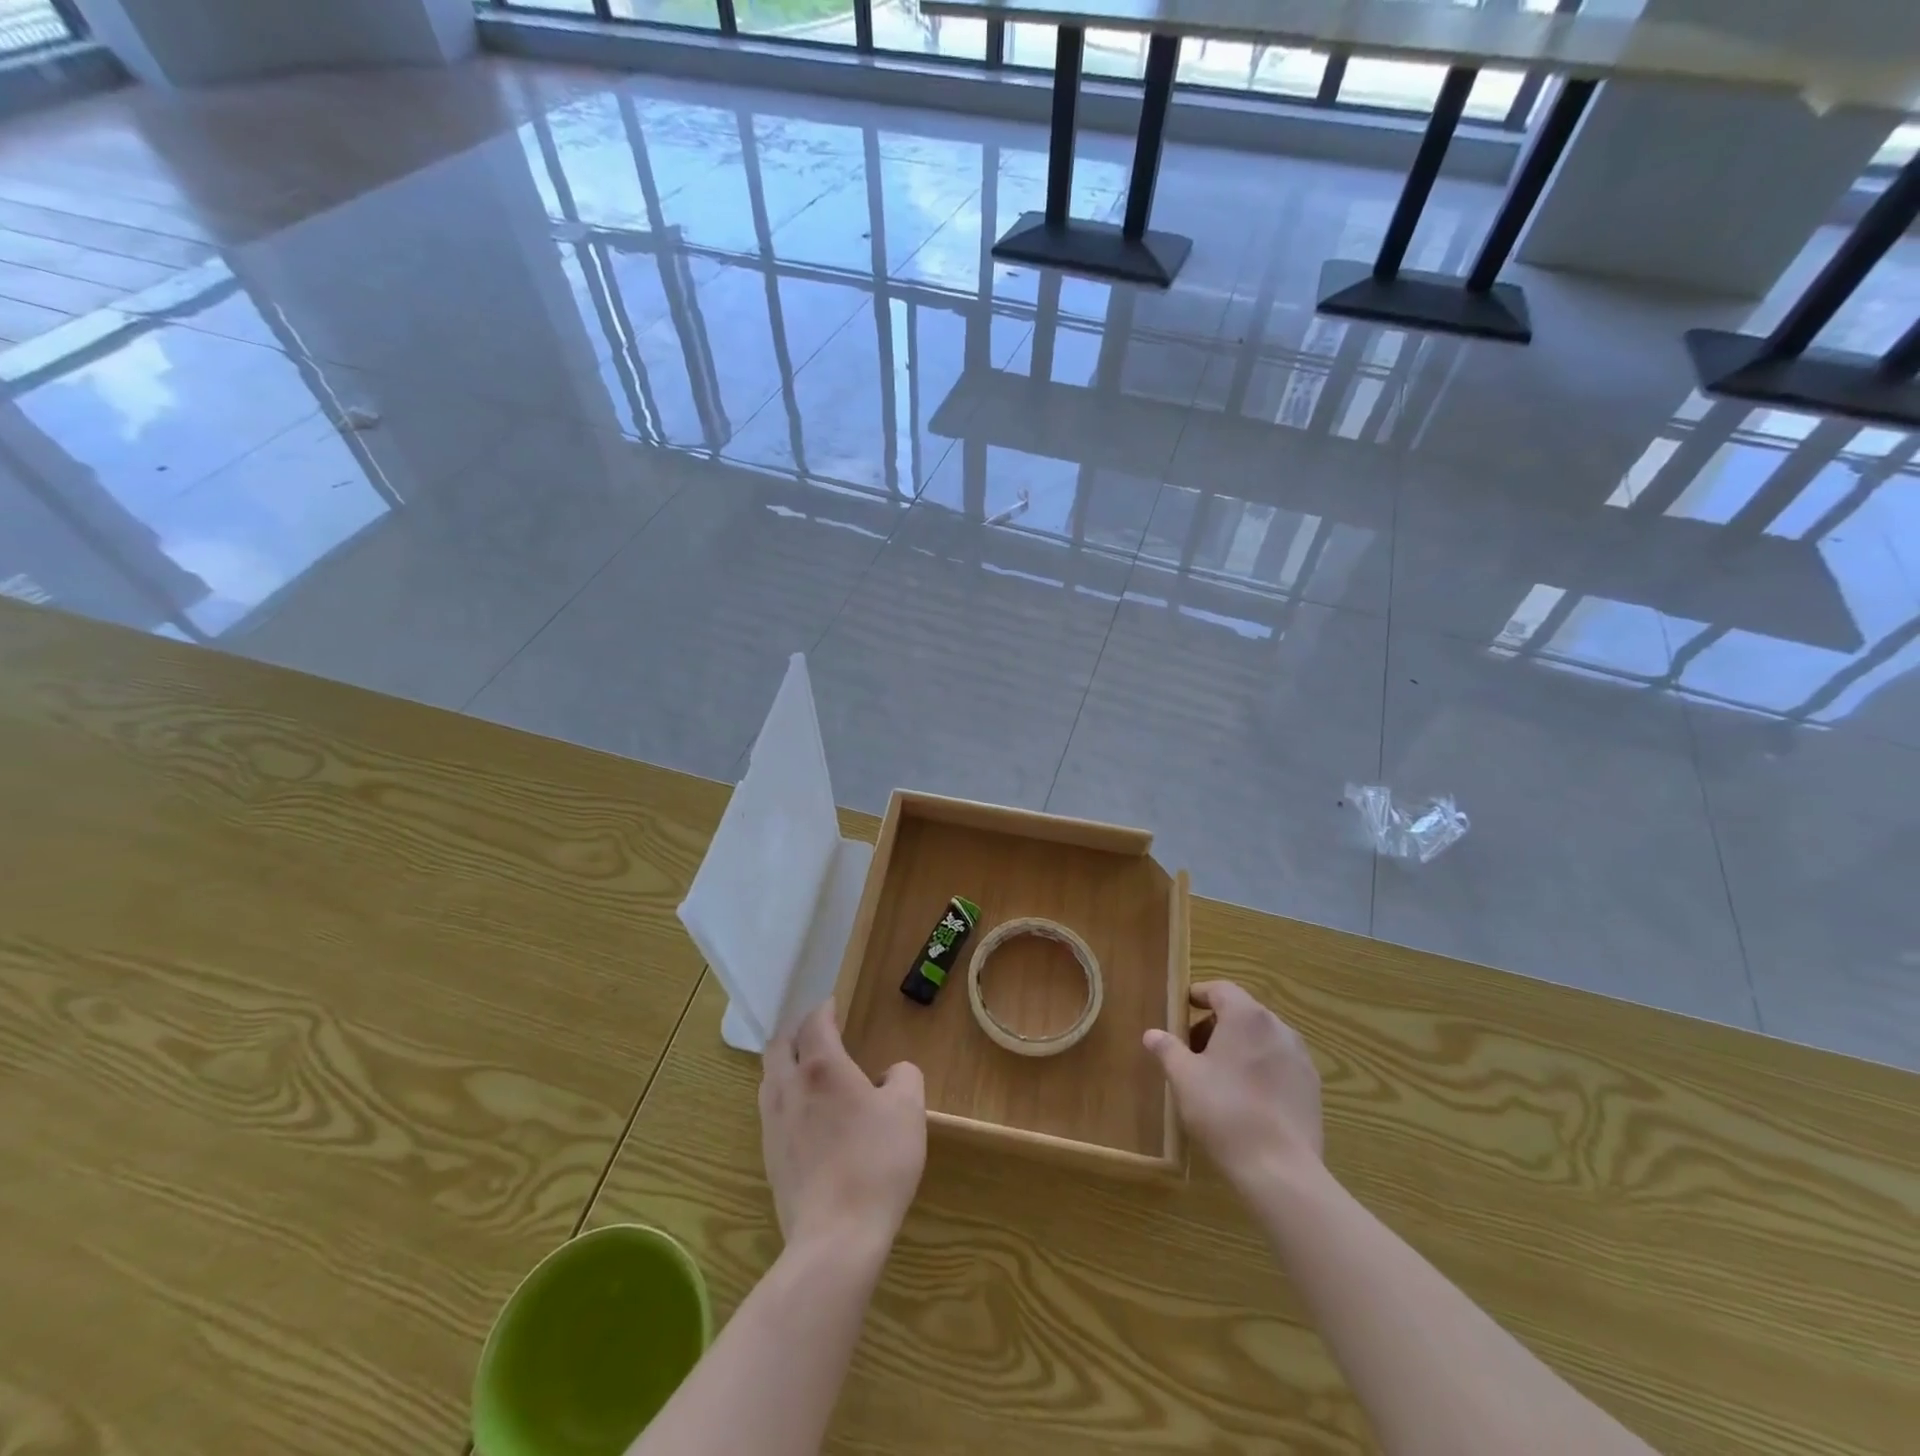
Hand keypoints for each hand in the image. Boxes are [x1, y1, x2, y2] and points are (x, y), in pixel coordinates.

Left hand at [760, 1002, 926, 1255]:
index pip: (815, 1023)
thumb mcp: (909, 1110)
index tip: (833, 1005)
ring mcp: (773, 1123)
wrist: (836, 1237)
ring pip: (768, 1077)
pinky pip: (770, 1109)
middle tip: (816, 1033)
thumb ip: (904, 1076)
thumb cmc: (877, 1163)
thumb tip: (890, 1074)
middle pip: (779, 1045)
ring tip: (807, 1070)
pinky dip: (783, 1096)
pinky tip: (804, 1114)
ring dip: (784, 1063)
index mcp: (823, 1067)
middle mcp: (790, 1087)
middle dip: (796, 1031)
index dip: (824, 1009)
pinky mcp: (769, 1156)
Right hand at [1144, 981, 1322, 1191]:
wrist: (1281, 1169)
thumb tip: (1152, 1033)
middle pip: (1242, 1012)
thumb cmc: (1224, 1111)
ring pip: (1263, 1038)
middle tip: (1193, 1049)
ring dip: (1240, 1046)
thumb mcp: (1184, 1078)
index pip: (1220, 989)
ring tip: (1219, 1075)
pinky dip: (1261, 1068)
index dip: (1199, 994)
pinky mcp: (1313, 1087)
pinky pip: (1280, 1064)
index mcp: (1246, 1016)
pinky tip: (1247, 1098)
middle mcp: (1278, 1027)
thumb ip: (1167, 1049)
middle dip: (1216, 1024)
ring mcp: (1300, 1057)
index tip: (1182, 1007)